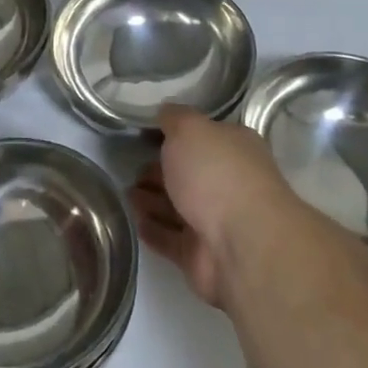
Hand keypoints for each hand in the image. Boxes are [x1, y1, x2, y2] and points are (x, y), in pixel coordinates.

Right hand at [129, 105, 299, 308]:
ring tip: (126, 194)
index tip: (145, 136)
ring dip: (152, 201)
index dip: (175, 136)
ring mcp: (215, 222)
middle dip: (159, 171)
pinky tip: (135, 221)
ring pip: (177, 208)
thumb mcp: (191, 129)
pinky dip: (153, 230)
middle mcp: (228, 183)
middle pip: (188, 174)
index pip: (202, 138)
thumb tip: (165, 111)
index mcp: (234, 149)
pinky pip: (171, 239)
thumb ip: (175, 118)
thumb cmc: (216, 174)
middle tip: (131, 169)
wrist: (241, 244)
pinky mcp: (200, 256)